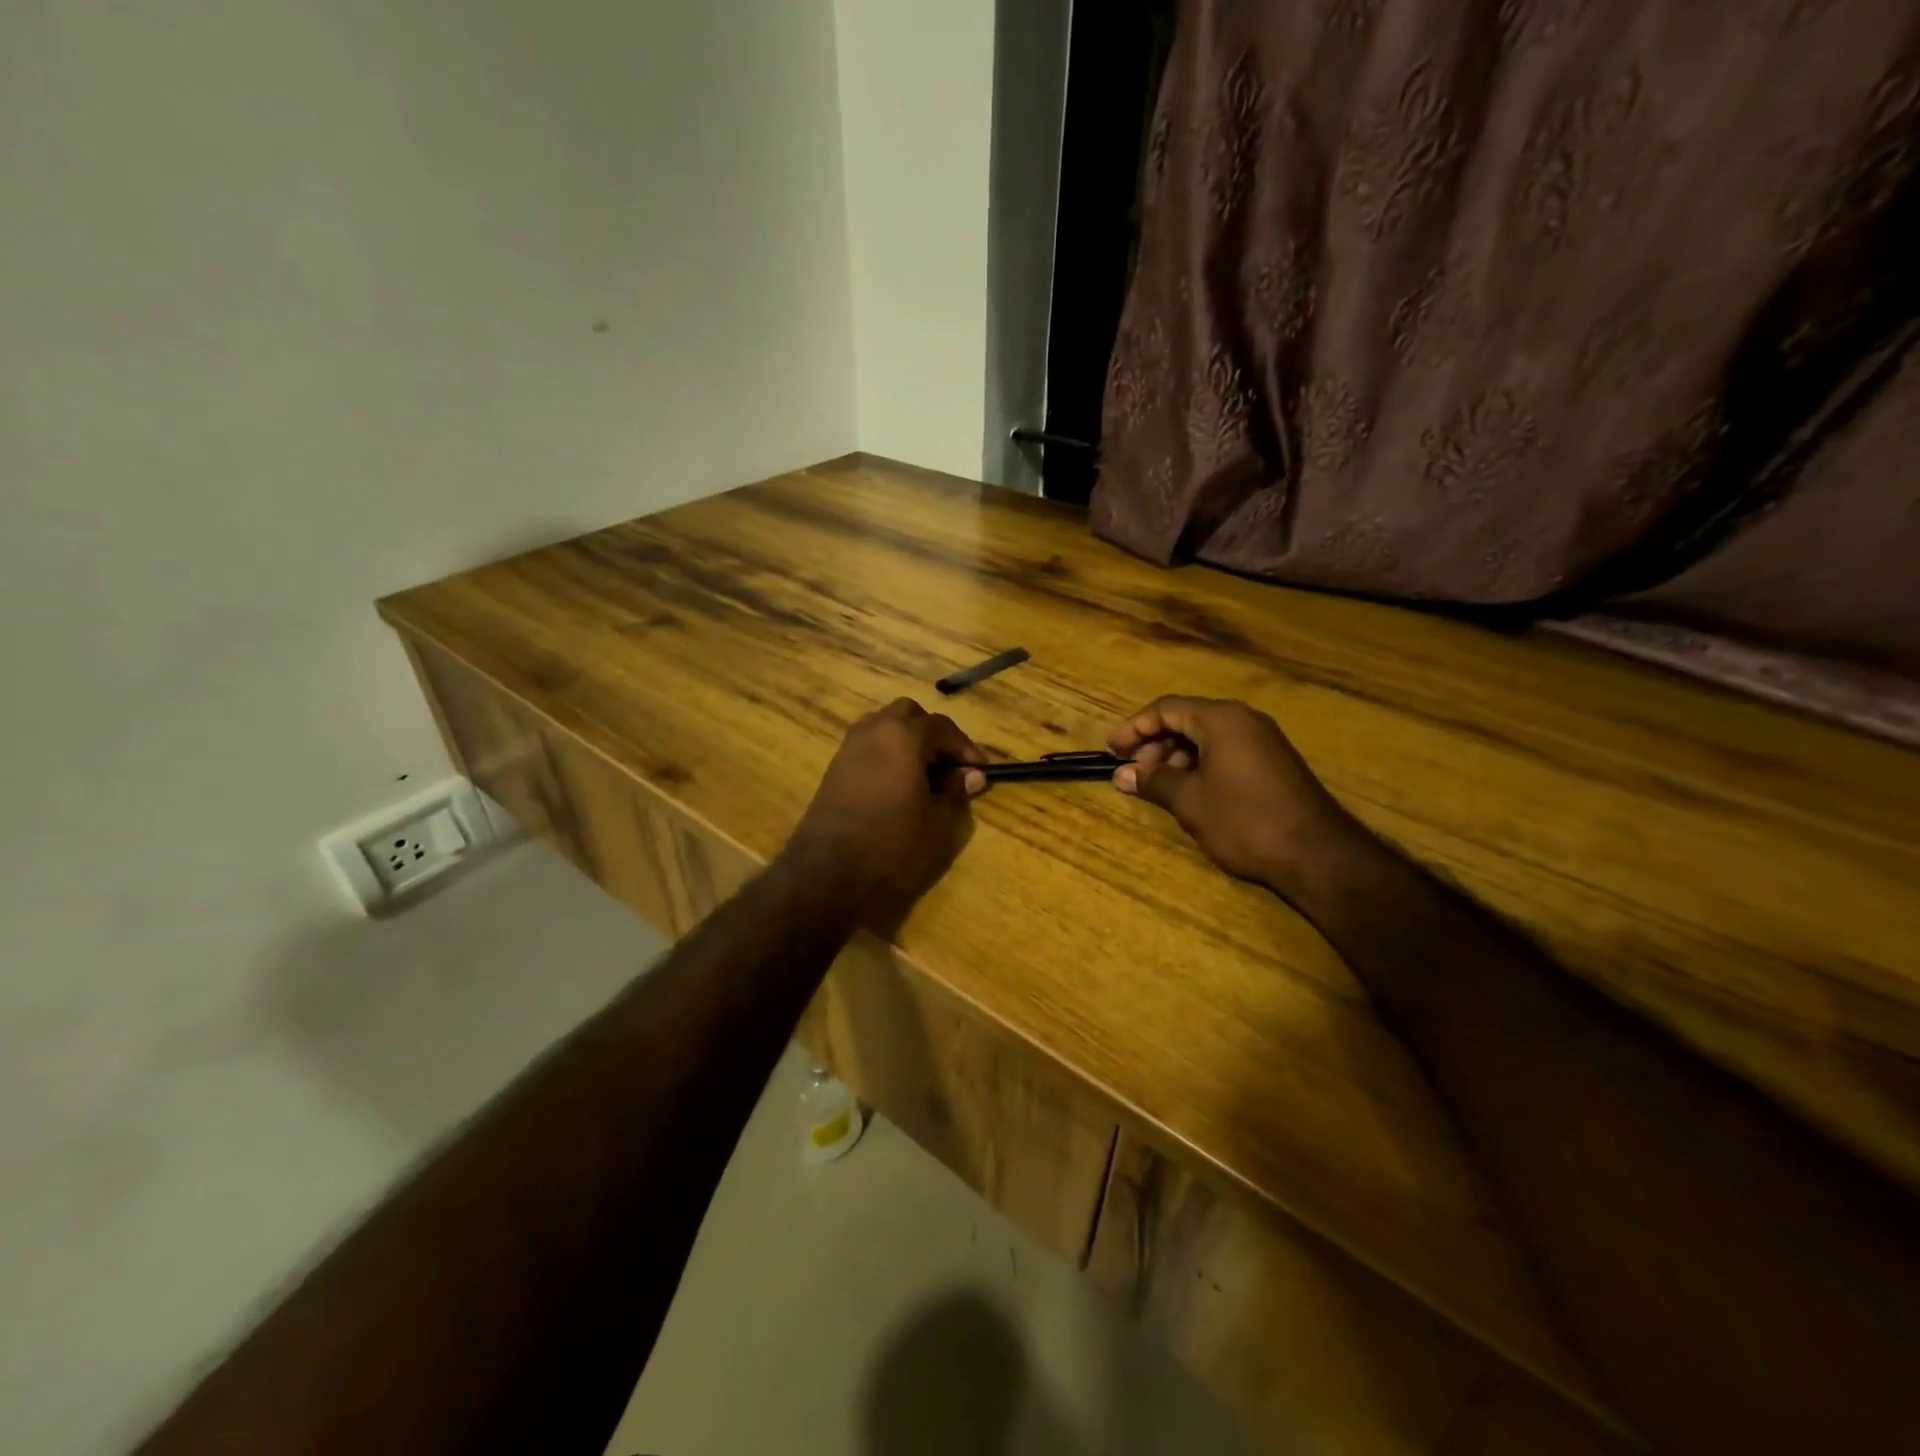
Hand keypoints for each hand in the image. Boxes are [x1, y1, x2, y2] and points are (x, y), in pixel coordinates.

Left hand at [783, 698, 986, 926]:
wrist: (828, 875)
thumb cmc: (894, 847)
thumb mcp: (940, 823)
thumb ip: (956, 792)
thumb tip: (970, 774)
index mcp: (903, 736)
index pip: (942, 727)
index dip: (965, 747)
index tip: (980, 770)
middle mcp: (873, 731)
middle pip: (908, 715)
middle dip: (932, 734)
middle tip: (949, 765)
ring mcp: (848, 749)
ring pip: (883, 728)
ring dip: (907, 742)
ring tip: (925, 775)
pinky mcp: (834, 770)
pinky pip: (868, 748)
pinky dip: (887, 756)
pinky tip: (898, 786)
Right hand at [1109, 695, 1364, 893]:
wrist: (1317, 855)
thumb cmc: (1244, 821)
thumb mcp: (1190, 801)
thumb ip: (1154, 781)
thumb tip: (1122, 775)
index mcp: (1222, 720)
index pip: (1166, 708)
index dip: (1134, 728)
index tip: (1112, 750)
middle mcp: (1244, 720)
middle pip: (1187, 719)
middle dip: (1155, 744)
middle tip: (1134, 773)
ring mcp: (1263, 741)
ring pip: (1207, 737)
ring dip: (1177, 757)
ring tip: (1159, 786)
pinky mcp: (1274, 763)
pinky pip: (1227, 751)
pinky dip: (1201, 765)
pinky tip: (1190, 792)